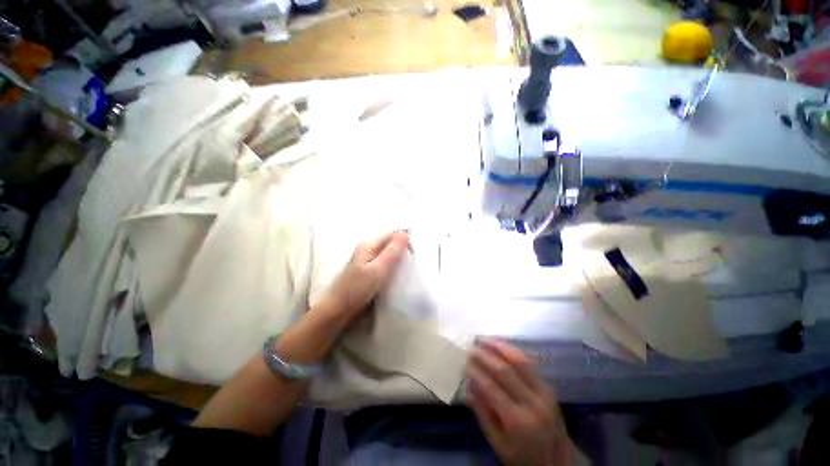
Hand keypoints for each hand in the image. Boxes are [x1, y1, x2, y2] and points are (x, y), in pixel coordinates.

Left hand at [315, 231, 409, 324]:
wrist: (339, 309)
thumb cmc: (358, 288)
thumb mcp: (378, 269)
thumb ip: (392, 251)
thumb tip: (406, 233)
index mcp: (369, 244)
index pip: (392, 234)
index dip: (405, 241)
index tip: (415, 254)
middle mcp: (367, 247)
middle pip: (389, 242)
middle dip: (402, 249)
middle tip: (413, 261)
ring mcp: (366, 258)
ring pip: (387, 252)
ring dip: (398, 257)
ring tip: (408, 267)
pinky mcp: (367, 269)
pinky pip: (384, 261)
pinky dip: (392, 265)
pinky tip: (397, 273)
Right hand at [467, 340, 573, 465]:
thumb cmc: (524, 459)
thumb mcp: (498, 445)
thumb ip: (483, 415)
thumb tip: (469, 386)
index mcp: (517, 421)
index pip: (491, 388)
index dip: (476, 372)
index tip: (465, 363)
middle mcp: (533, 403)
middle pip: (505, 371)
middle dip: (485, 356)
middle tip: (472, 348)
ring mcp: (544, 393)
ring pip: (521, 361)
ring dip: (501, 347)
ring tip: (486, 339)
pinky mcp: (549, 389)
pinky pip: (530, 365)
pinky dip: (515, 353)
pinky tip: (503, 347)